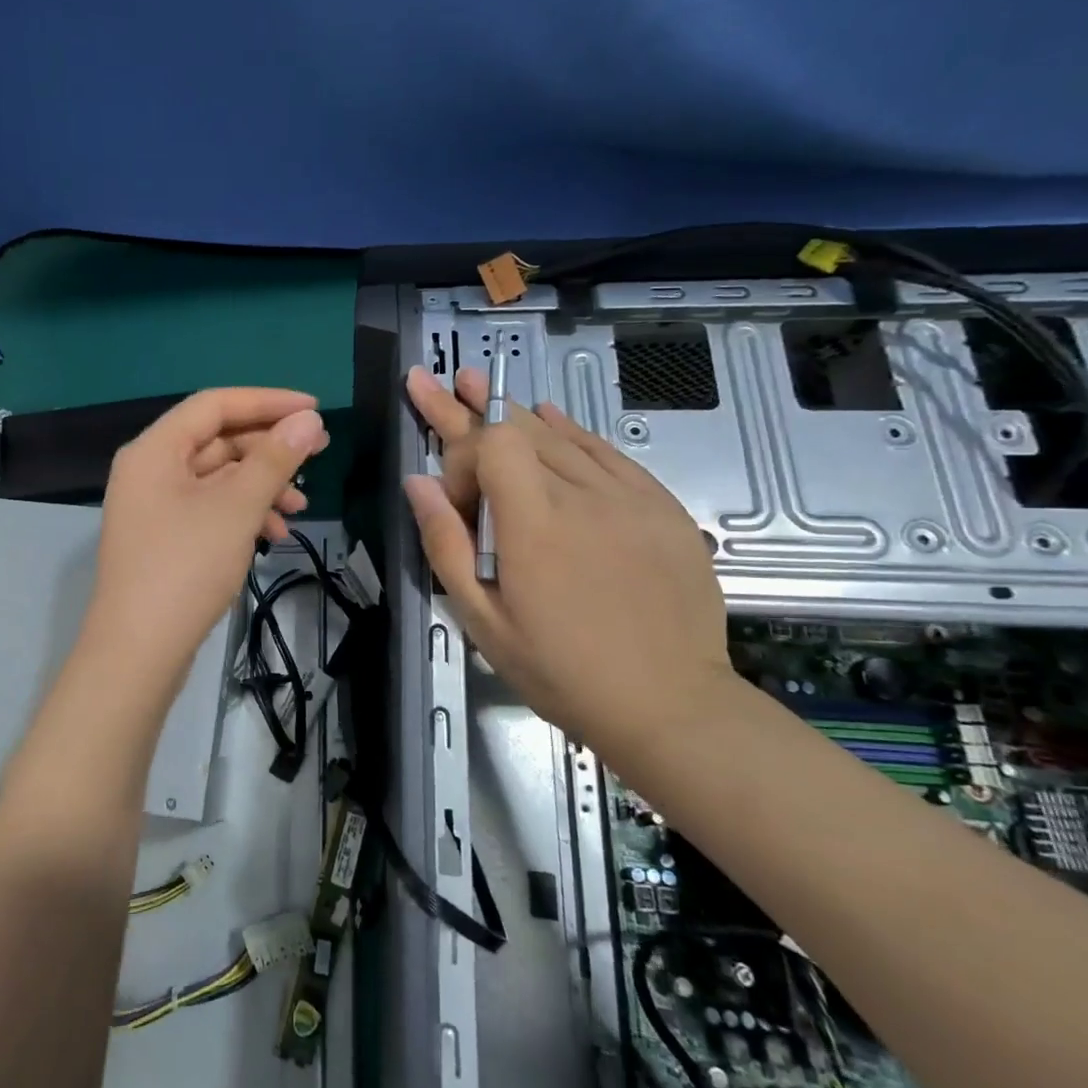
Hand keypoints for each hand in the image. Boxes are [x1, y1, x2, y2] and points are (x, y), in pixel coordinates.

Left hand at [88, 388, 328, 681]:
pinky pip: (209, 508)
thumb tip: (308, 420)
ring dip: (261, 485)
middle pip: (217, 440)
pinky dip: (243, 514)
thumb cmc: (186, 567)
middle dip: (269, 448)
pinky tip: (275, 534)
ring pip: (217, 478)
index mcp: (155, 449)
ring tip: (301, 506)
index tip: (315, 410)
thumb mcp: (237, 507)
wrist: (139, 650)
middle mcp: (149, 469)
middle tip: (319, 455)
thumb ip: (274, 459)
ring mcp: (154, 506)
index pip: (214, 405)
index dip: (267, 402)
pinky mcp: (164, 537)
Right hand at [402, 365, 731, 742]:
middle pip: (519, 428)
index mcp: (533, 523)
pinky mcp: (660, 506)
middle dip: (469, 408)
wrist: (670, 706)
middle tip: (434, 382)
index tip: (455, 503)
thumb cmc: (561, 670)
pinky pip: (607, 451)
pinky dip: (571, 430)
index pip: (490, 445)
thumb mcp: (483, 620)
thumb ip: (445, 544)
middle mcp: (582, 494)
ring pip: (561, 434)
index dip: (460, 457)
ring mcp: (629, 496)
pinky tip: (549, 416)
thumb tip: (417, 482)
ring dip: (513, 413)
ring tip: (476, 383)